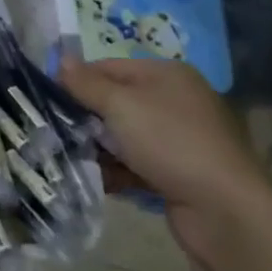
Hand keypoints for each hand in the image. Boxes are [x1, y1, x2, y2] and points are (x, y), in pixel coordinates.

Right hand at [63, 57, 271, 269]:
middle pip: (115, 101)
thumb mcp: (121, 106)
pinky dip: (117, 171)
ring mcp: (179, 139)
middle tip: (53, 131)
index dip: (77, 80)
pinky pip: (136, 164)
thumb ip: (86, 83)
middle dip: (85, 117)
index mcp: (166, 74)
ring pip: (123, 136)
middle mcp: (174, 100)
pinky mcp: (178, 173)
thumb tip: (60, 59)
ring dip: (98, 147)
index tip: (46, 98)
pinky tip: (97, 181)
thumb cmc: (171, 143)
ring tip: (68, 158)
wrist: (225, 212)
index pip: (108, 67)